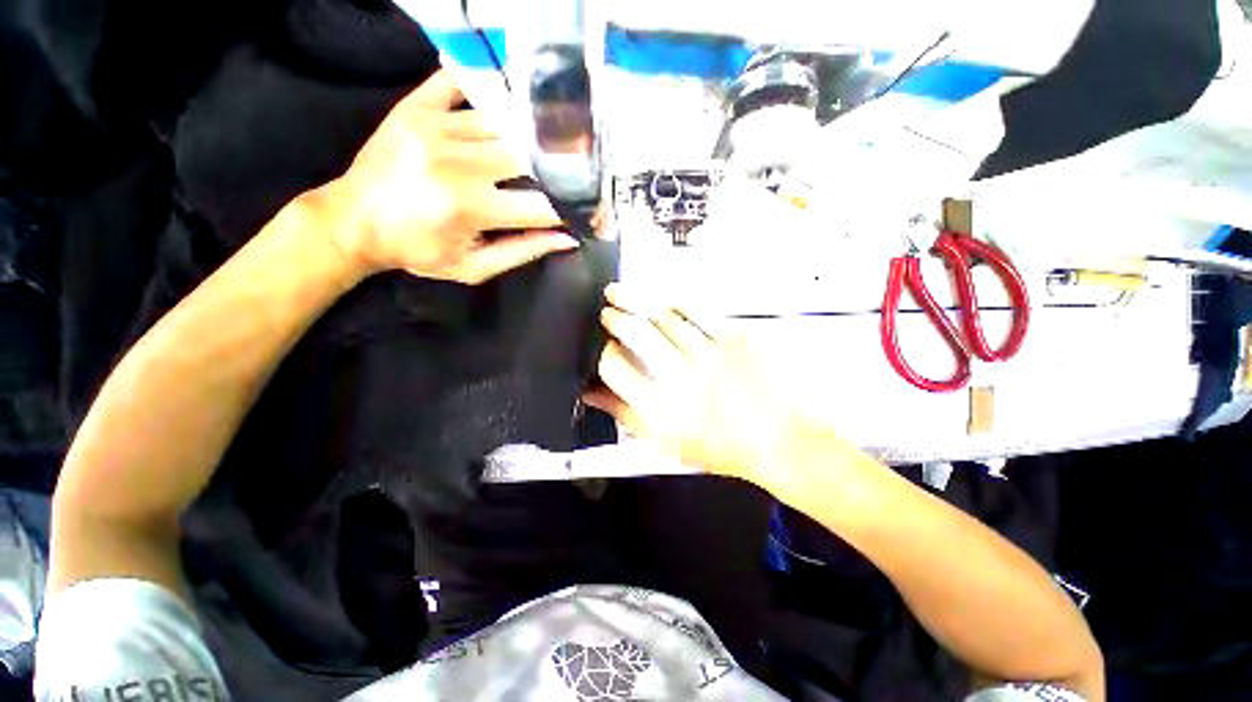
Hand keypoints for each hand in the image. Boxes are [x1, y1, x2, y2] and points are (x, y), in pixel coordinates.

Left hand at [314, 69, 576, 283]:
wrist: (352, 221)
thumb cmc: (417, 251)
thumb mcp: (473, 267)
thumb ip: (523, 251)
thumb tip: (567, 237)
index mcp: (469, 207)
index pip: (541, 204)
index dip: (569, 209)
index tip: (584, 212)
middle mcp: (455, 161)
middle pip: (528, 156)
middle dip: (551, 172)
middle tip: (561, 181)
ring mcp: (433, 126)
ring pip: (504, 124)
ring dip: (524, 141)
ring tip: (532, 154)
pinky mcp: (416, 107)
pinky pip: (462, 85)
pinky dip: (487, 94)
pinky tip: (500, 108)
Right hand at [584, 284, 798, 487]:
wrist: (770, 441)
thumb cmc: (714, 446)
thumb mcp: (662, 441)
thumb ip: (623, 413)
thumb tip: (591, 392)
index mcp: (660, 408)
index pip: (616, 368)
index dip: (604, 353)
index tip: (604, 347)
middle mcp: (681, 378)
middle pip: (636, 333)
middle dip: (615, 317)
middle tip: (607, 310)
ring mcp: (708, 355)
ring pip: (664, 316)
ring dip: (640, 302)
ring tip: (624, 295)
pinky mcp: (732, 341)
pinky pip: (698, 312)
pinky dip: (676, 303)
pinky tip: (665, 301)